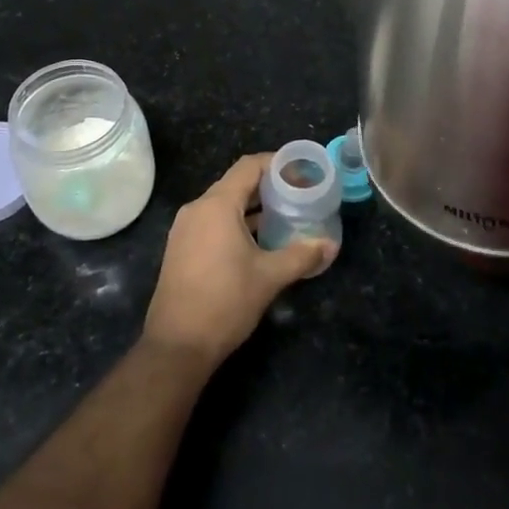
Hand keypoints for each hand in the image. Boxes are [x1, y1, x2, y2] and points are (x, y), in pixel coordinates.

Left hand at [143, 154, 337, 367]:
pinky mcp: (181, 248)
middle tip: (299, 194)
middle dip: (269, 186)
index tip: (302, 170)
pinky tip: (259, 240)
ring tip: (285, 216)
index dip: (277, 163)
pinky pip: (213, 222)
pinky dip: (237, 222)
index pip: (249, 167)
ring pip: (224, 204)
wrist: (177, 346)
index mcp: (217, 205)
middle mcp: (197, 209)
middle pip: (236, 183)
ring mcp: (185, 229)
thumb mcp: (269, 277)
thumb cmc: (225, 302)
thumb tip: (330, 244)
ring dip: (253, 206)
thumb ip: (301, 255)